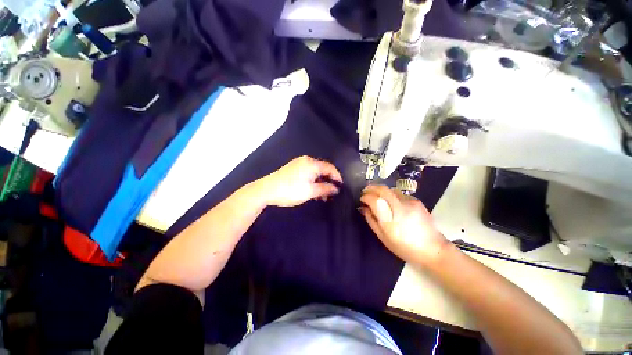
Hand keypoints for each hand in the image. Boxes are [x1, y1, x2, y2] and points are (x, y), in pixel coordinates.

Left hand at [255, 156, 342, 206]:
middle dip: (328, 181)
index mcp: (312, 163)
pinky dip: (312, 181)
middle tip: (331, 194)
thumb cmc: (291, 190)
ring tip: (322, 195)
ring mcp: (298, 164)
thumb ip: (325, 189)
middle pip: (322, 169)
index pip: (330, 168)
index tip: (341, 187)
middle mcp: (306, 160)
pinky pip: (307, 173)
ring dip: (320, 182)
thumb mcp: (311, 191)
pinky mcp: (293, 168)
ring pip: (315, 172)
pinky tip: (312, 190)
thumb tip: (336, 188)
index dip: (337, 177)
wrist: (267, 190)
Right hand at [359, 185, 449, 265]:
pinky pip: (399, 193)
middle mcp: (400, 206)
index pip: (374, 200)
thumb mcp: (383, 237)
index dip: (365, 197)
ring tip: (377, 196)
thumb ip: (371, 220)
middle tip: (365, 191)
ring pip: (391, 189)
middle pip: (383, 189)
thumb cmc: (405, 247)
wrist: (433, 249)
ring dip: (381, 190)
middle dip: (371, 188)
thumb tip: (363, 208)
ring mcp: (410, 202)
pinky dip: (391, 194)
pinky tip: (391, 202)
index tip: (361, 199)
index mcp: (391, 218)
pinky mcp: (416, 201)